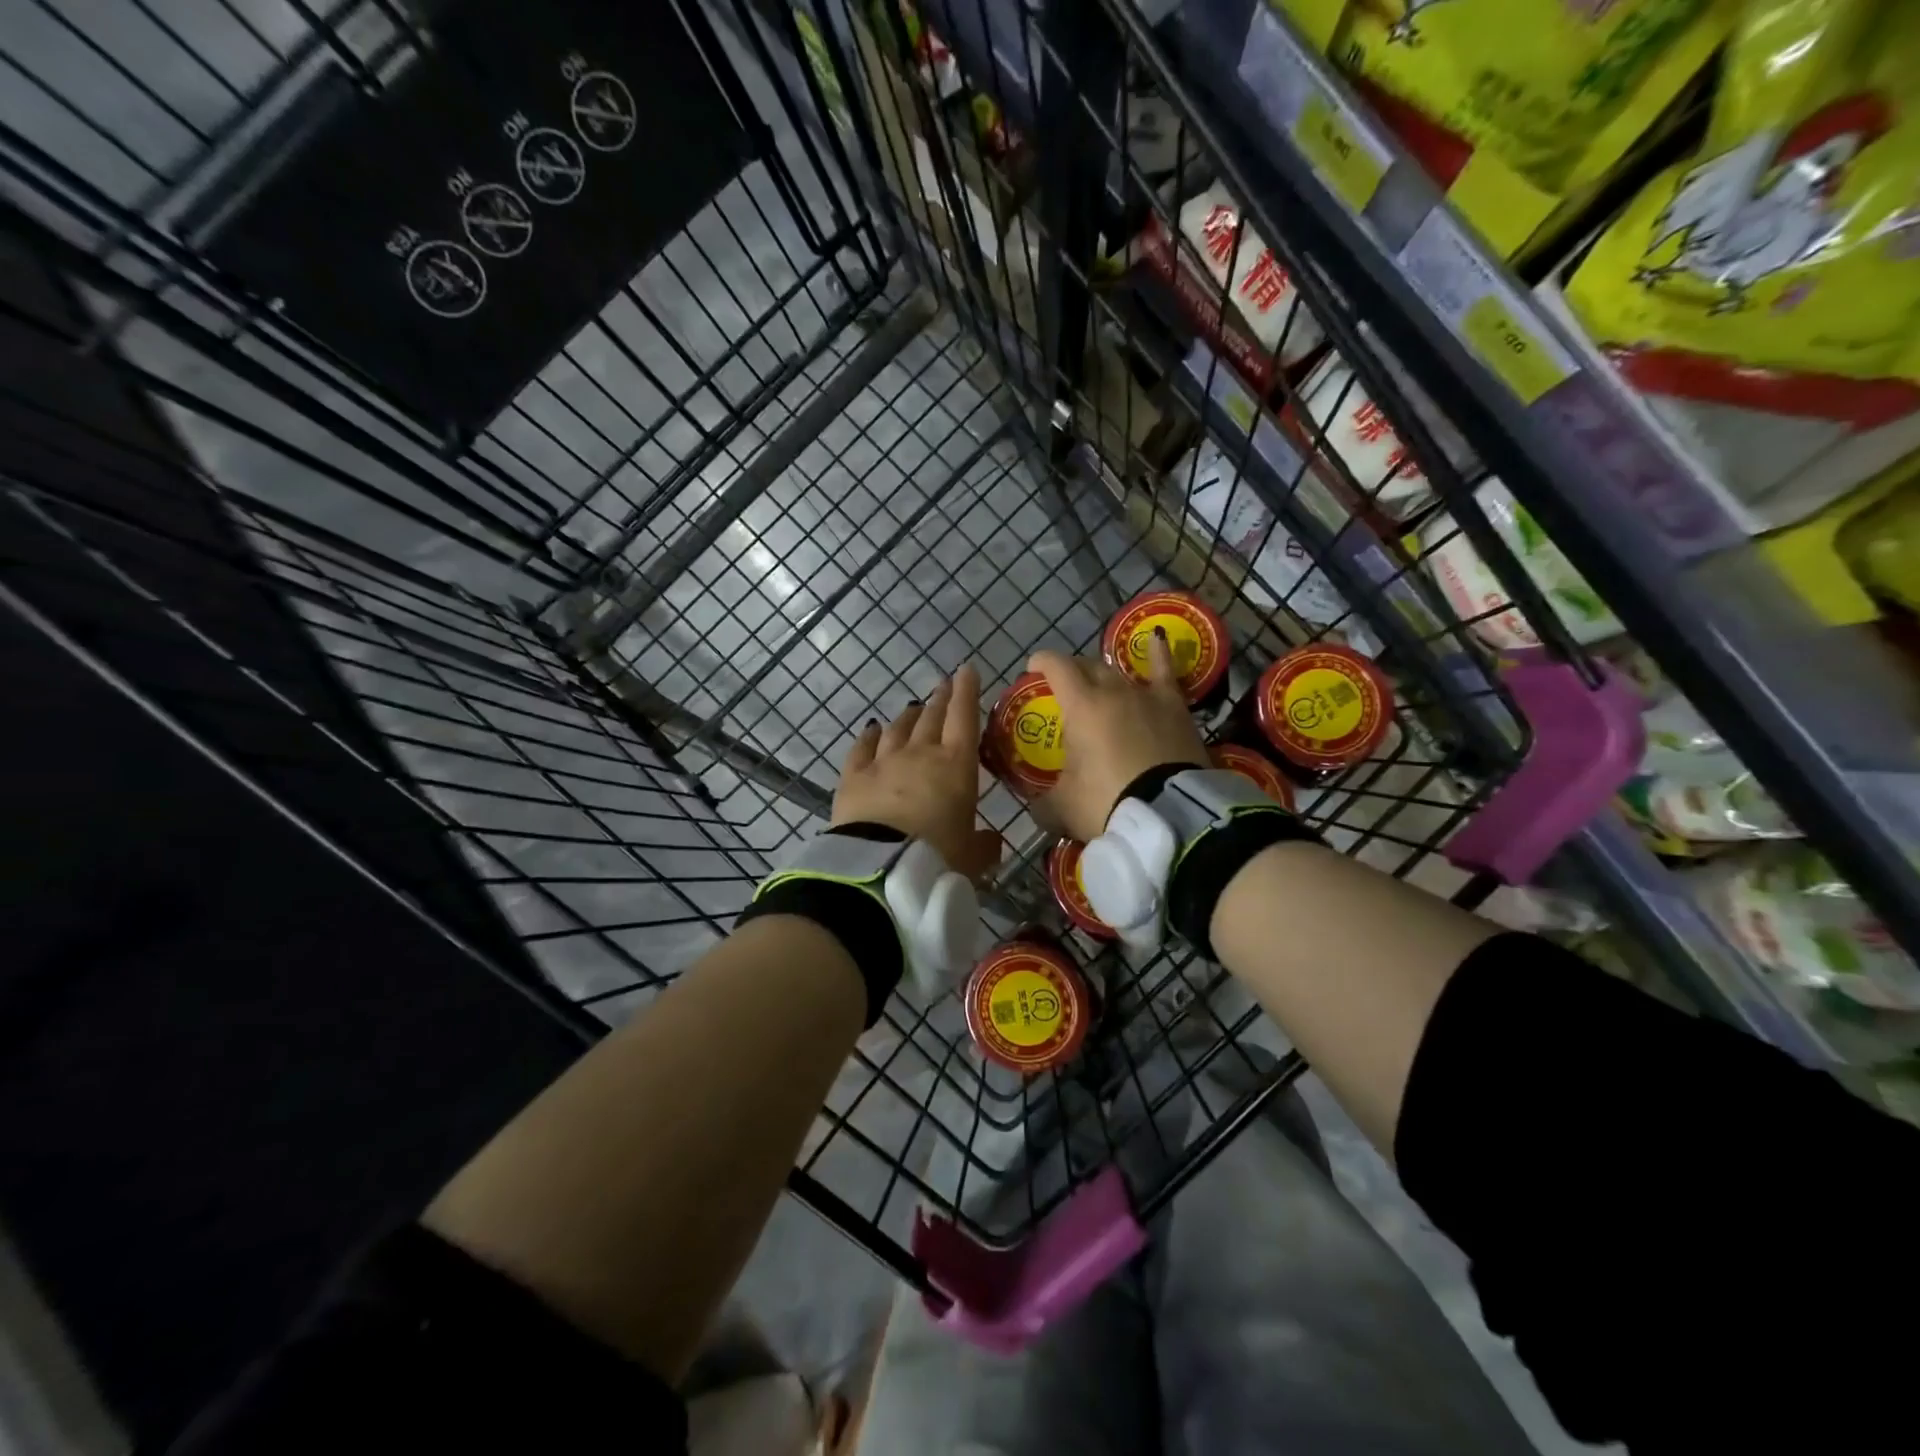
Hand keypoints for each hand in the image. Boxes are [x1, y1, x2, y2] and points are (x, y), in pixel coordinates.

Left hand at [834, 666, 1001, 880]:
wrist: (882, 868)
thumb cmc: (939, 858)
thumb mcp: (971, 858)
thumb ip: (984, 845)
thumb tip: (992, 841)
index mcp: (957, 766)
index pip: (964, 718)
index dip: (967, 691)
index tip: (966, 670)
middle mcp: (920, 753)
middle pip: (931, 717)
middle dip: (940, 699)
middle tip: (943, 686)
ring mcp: (883, 761)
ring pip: (898, 728)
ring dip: (909, 717)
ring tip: (914, 710)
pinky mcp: (853, 776)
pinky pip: (862, 747)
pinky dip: (870, 736)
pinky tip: (872, 729)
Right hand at [1030, 633, 1207, 841]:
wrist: (1169, 815)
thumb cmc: (1108, 803)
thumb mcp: (1063, 809)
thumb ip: (1044, 803)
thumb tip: (1037, 807)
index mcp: (1081, 706)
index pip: (1056, 667)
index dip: (1041, 662)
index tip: (1032, 669)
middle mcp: (1113, 691)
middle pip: (1088, 666)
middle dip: (1072, 671)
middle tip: (1064, 688)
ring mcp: (1147, 696)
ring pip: (1121, 672)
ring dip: (1105, 675)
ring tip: (1099, 683)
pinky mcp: (1176, 708)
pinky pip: (1165, 673)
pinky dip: (1158, 656)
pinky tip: (1157, 640)